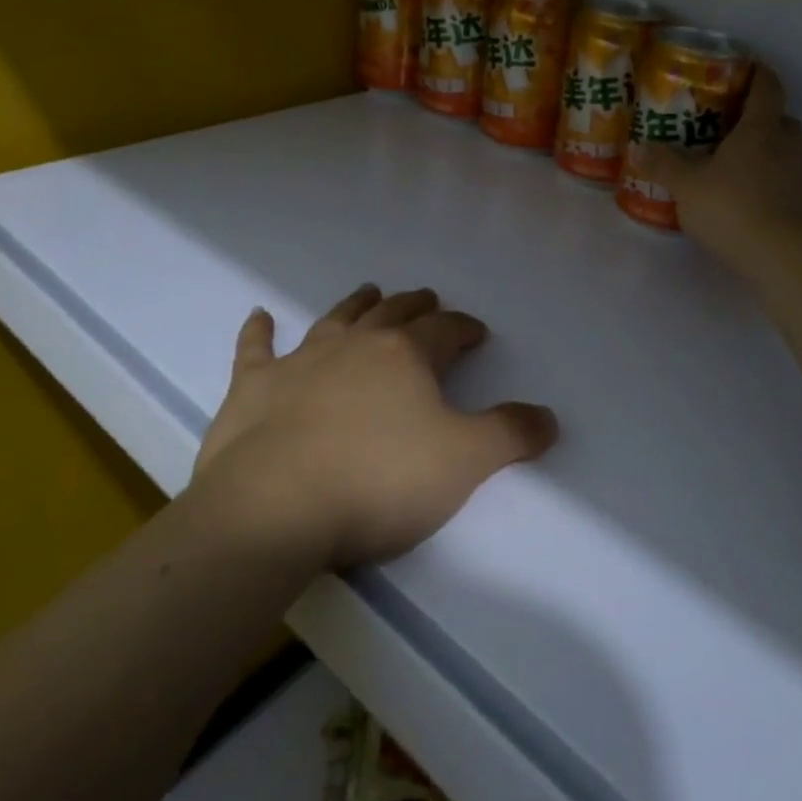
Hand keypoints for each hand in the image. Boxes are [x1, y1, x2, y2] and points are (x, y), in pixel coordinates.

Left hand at [190, 286, 556, 569]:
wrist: (274, 508)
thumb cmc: (378, 481)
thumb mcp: (464, 462)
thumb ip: (510, 435)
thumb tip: (548, 417)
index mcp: (406, 356)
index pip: (445, 330)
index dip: (465, 328)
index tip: (476, 332)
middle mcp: (355, 345)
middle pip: (393, 314)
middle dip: (415, 306)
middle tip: (427, 299)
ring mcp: (300, 362)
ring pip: (335, 319)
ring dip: (356, 304)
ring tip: (369, 292)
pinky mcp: (253, 388)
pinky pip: (256, 349)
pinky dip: (258, 331)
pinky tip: (260, 316)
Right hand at [641, 65, 801, 272]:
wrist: (782, 256)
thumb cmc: (733, 207)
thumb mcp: (687, 186)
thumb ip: (664, 165)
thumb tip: (639, 146)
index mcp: (760, 129)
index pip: (768, 87)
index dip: (758, 73)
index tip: (744, 67)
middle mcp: (786, 145)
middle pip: (782, 117)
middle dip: (761, 115)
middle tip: (731, 121)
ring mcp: (798, 176)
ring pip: (785, 149)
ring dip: (765, 148)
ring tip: (733, 160)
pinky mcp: (801, 204)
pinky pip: (784, 178)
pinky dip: (767, 178)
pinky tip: (743, 194)